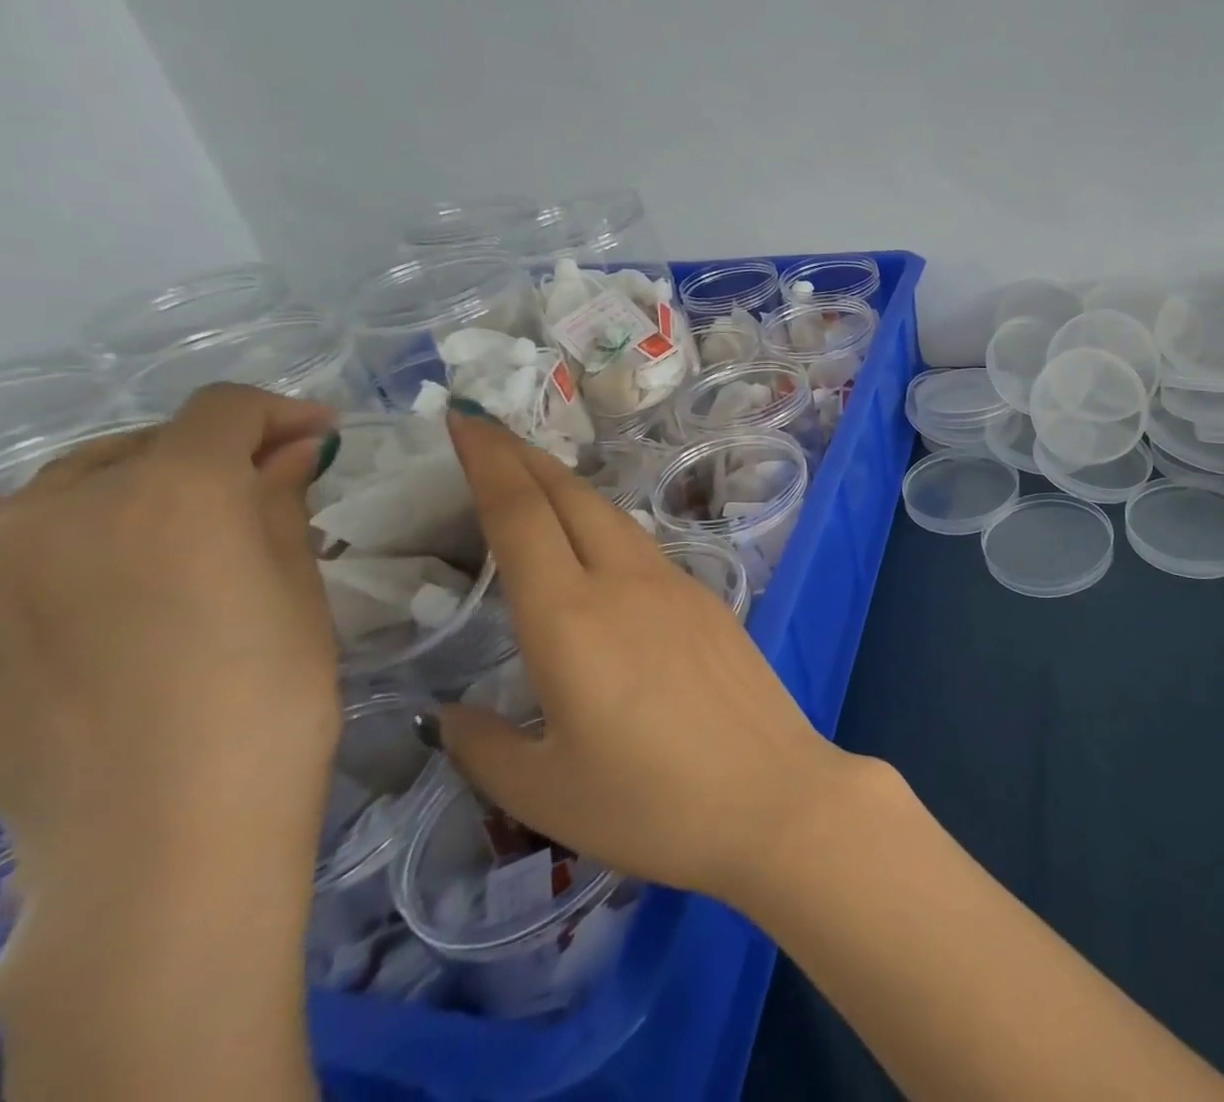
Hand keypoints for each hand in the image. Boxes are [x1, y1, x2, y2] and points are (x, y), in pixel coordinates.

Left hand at [0, 384, 343, 901]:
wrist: (159, 828)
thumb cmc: (270, 691)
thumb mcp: (298, 585)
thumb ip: (280, 502)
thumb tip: (288, 451)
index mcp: (172, 490)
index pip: (224, 409)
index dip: (281, 413)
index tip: (321, 439)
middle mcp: (61, 508)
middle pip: (139, 442)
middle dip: (208, 452)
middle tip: (262, 491)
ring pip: (67, 491)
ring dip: (137, 492)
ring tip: (186, 540)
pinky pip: (21, 552)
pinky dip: (81, 546)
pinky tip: (121, 596)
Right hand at [435, 408, 853, 904]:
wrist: (772, 793)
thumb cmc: (652, 802)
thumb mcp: (545, 792)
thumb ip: (487, 747)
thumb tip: (451, 716)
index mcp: (571, 617)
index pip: (521, 515)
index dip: (488, 461)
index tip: (463, 420)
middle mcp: (625, 583)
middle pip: (571, 498)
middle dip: (524, 458)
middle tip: (485, 433)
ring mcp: (676, 585)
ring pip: (611, 518)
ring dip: (567, 490)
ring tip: (533, 483)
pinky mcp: (709, 601)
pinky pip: (644, 549)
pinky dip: (605, 529)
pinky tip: (596, 552)